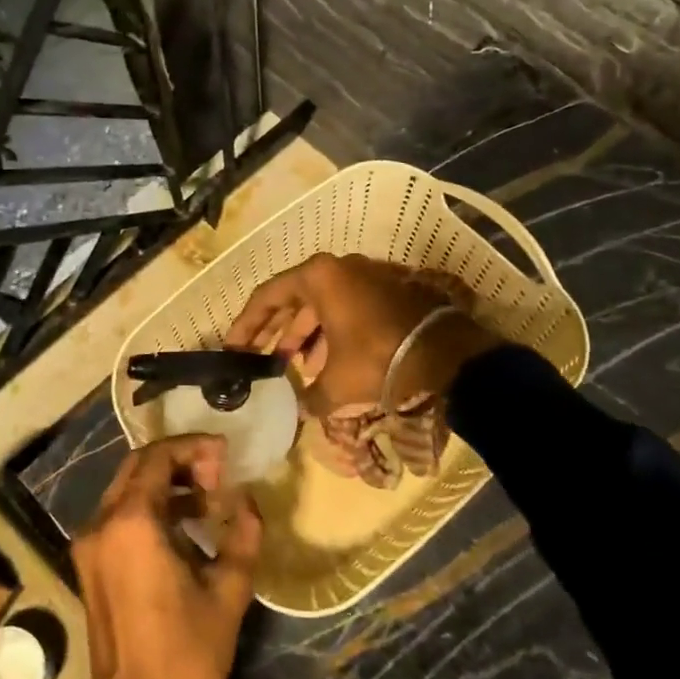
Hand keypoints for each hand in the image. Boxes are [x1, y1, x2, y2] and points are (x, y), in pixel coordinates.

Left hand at [74, 436, 261, 678]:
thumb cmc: (186, 657)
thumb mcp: (228, 592)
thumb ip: (242, 534)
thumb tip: (247, 501)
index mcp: (131, 523)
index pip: (157, 457)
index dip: (193, 447)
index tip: (225, 456)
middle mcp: (101, 525)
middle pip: (138, 468)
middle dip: (179, 462)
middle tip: (218, 475)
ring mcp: (89, 548)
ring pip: (127, 491)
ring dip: (166, 486)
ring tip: (208, 502)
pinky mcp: (89, 568)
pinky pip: (120, 519)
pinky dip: (151, 510)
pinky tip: (185, 530)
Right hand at [225, 253, 499, 416]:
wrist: (446, 355)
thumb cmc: (377, 359)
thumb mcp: (335, 384)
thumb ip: (308, 396)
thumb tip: (301, 410)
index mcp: (318, 277)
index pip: (268, 296)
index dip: (246, 324)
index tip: (232, 347)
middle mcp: (339, 268)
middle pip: (294, 298)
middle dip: (275, 331)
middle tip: (256, 358)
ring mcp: (365, 277)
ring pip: (321, 306)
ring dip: (303, 336)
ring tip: (290, 366)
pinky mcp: (385, 291)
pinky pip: (345, 309)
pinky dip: (330, 334)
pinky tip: (324, 364)